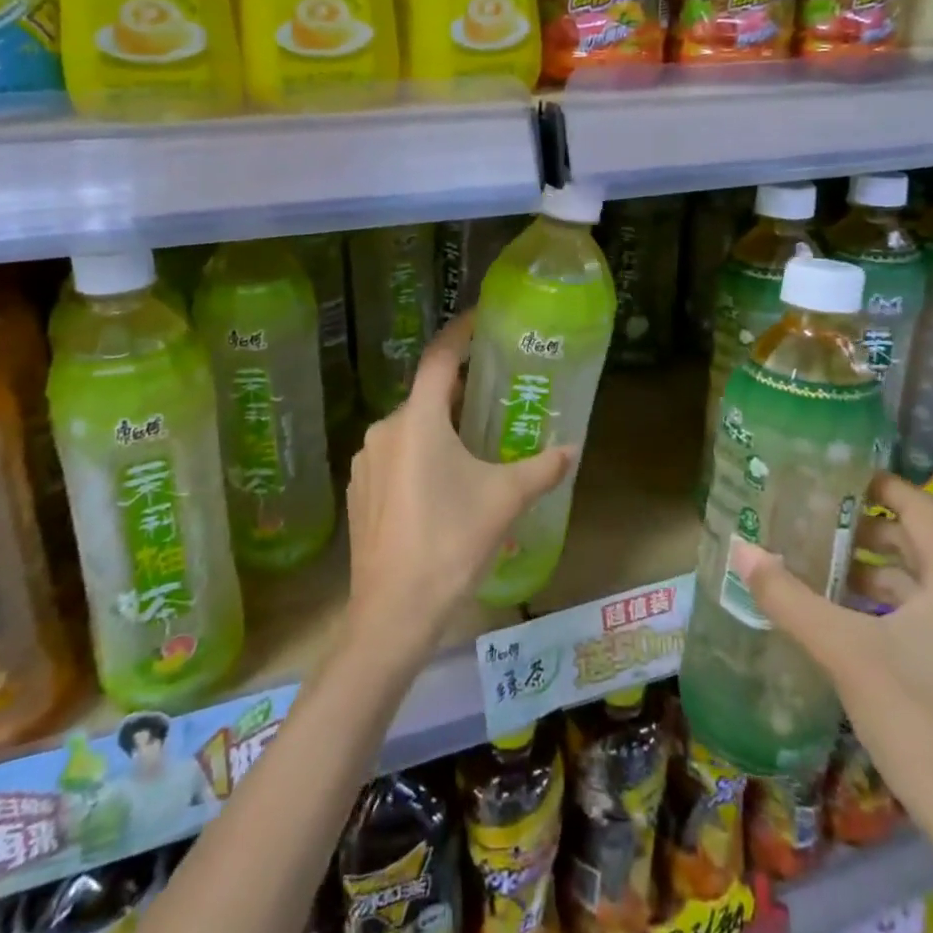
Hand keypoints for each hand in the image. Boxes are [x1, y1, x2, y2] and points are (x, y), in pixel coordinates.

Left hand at [344, 310, 570, 661]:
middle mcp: (386, 430)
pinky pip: (395, 456)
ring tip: (474, 441)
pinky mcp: (360, 491)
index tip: (481, 320)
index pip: (439, 358)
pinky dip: (420, 454)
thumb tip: (572, 449)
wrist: (392, 612)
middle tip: (493, 393)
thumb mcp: (504, 500)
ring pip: (410, 427)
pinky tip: (442, 483)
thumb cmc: (451, 542)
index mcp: (418, 420)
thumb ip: (541, 468)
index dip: (460, 333)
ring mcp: (366, 462)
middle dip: (459, 390)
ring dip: (440, 426)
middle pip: (427, 395)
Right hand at [732, 473, 932, 852]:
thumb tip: (740, 549)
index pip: (923, 510)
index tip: (836, 477)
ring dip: (880, 576)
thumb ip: (788, 597)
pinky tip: (856, 629)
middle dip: (870, 533)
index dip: (882, 485)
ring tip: (826, 574)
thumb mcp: (843, 651)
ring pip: (929, 590)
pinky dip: (896, 611)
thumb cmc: (920, 721)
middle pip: (924, 548)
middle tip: (817, 526)